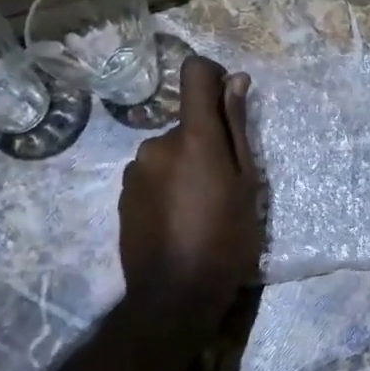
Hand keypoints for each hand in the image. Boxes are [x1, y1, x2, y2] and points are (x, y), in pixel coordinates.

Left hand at [119, 56, 262, 323]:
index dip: (212, 76)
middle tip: (223, 184)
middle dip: (205, 142)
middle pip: (186, 123)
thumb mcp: (247, 182)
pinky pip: (152, 174)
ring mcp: (135, 170)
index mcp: (194, 136)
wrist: (174, 297)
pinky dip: (167, 184)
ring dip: (184, 165)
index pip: (195, 73)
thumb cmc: (226, 238)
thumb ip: (237, 127)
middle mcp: (157, 142)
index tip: (226, 99)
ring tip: (200, 207)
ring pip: (170, 152)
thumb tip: (235, 81)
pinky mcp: (122, 194)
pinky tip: (178, 219)